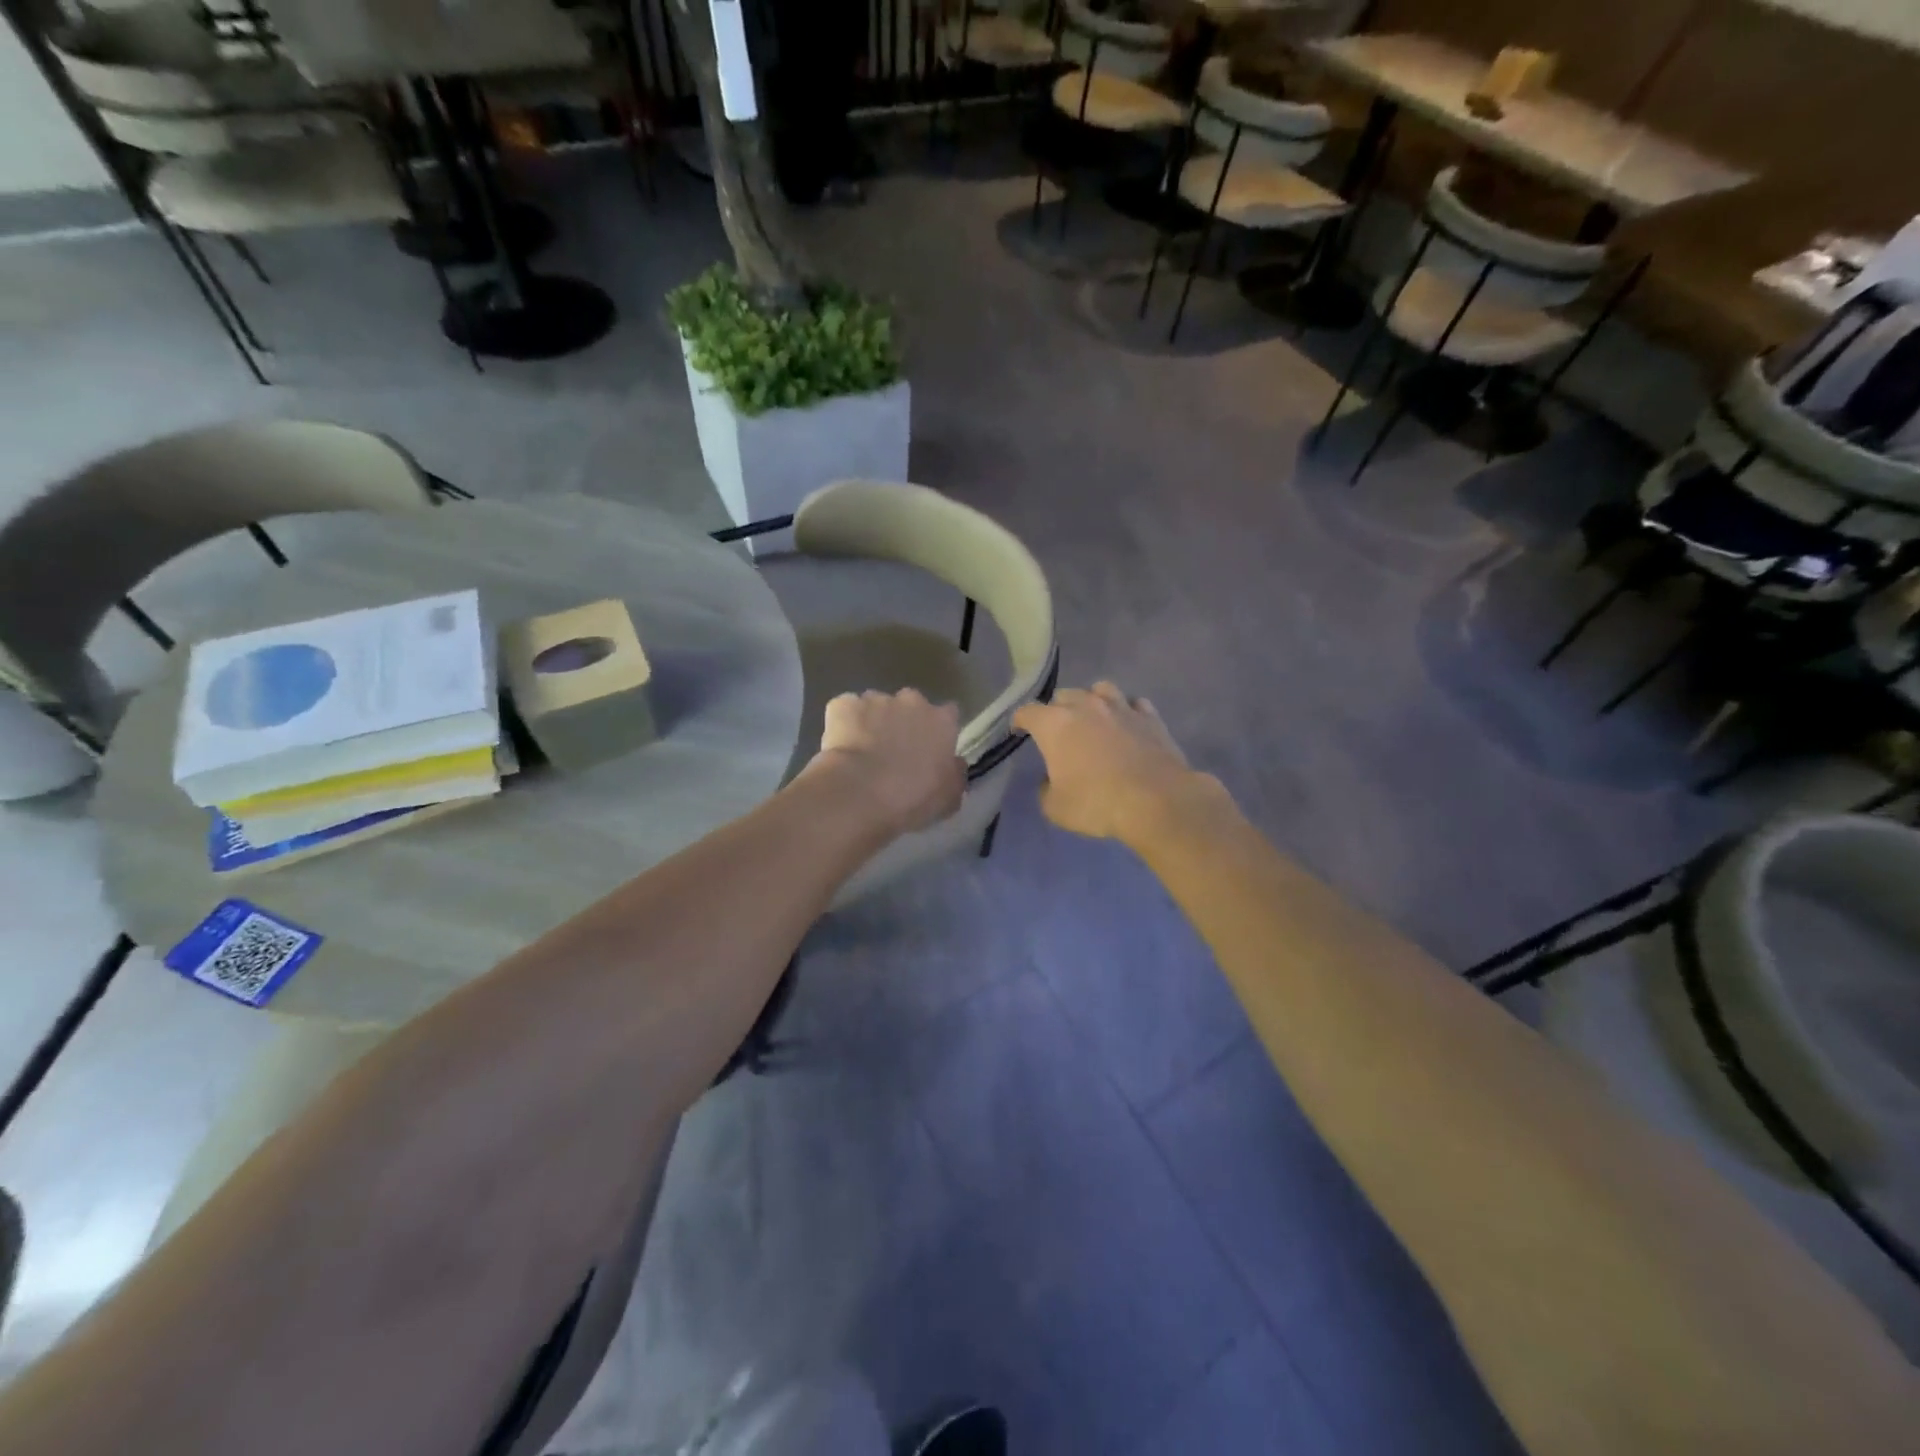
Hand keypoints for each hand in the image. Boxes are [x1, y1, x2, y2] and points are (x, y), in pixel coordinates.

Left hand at [810, 688, 965, 837]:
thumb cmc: (912, 798)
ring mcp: (875, 699)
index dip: (938, 730)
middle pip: (910, 704)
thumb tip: (955, 764)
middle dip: (904, 721)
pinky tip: (840, 747)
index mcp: (942, 721)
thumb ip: (956, 775)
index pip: (949, 714)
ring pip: (875, 706)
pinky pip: (845, 710)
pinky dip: (843, 724)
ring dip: (872, 722)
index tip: (930, 747)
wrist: (860, 793)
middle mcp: (911, 701)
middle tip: (894, 750)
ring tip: (862, 752)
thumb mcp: (949, 797)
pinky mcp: (843, 704)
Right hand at [1013, 682, 1212, 842]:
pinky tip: (1128, 725)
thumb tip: (1050, 780)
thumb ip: (1046, 789)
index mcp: (1055, 724)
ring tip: (1094, 719)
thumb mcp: (1055, 808)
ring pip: (1100, 689)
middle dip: (1056, 711)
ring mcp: (1121, 707)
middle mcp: (1086, 706)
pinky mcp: (1150, 717)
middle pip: (1064, 696)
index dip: (1020, 721)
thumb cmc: (1097, 803)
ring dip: (1092, 701)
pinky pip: (1134, 704)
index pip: (1027, 712)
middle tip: (1058, 732)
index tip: (1019, 731)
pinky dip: (1127, 711)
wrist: (1156, 801)